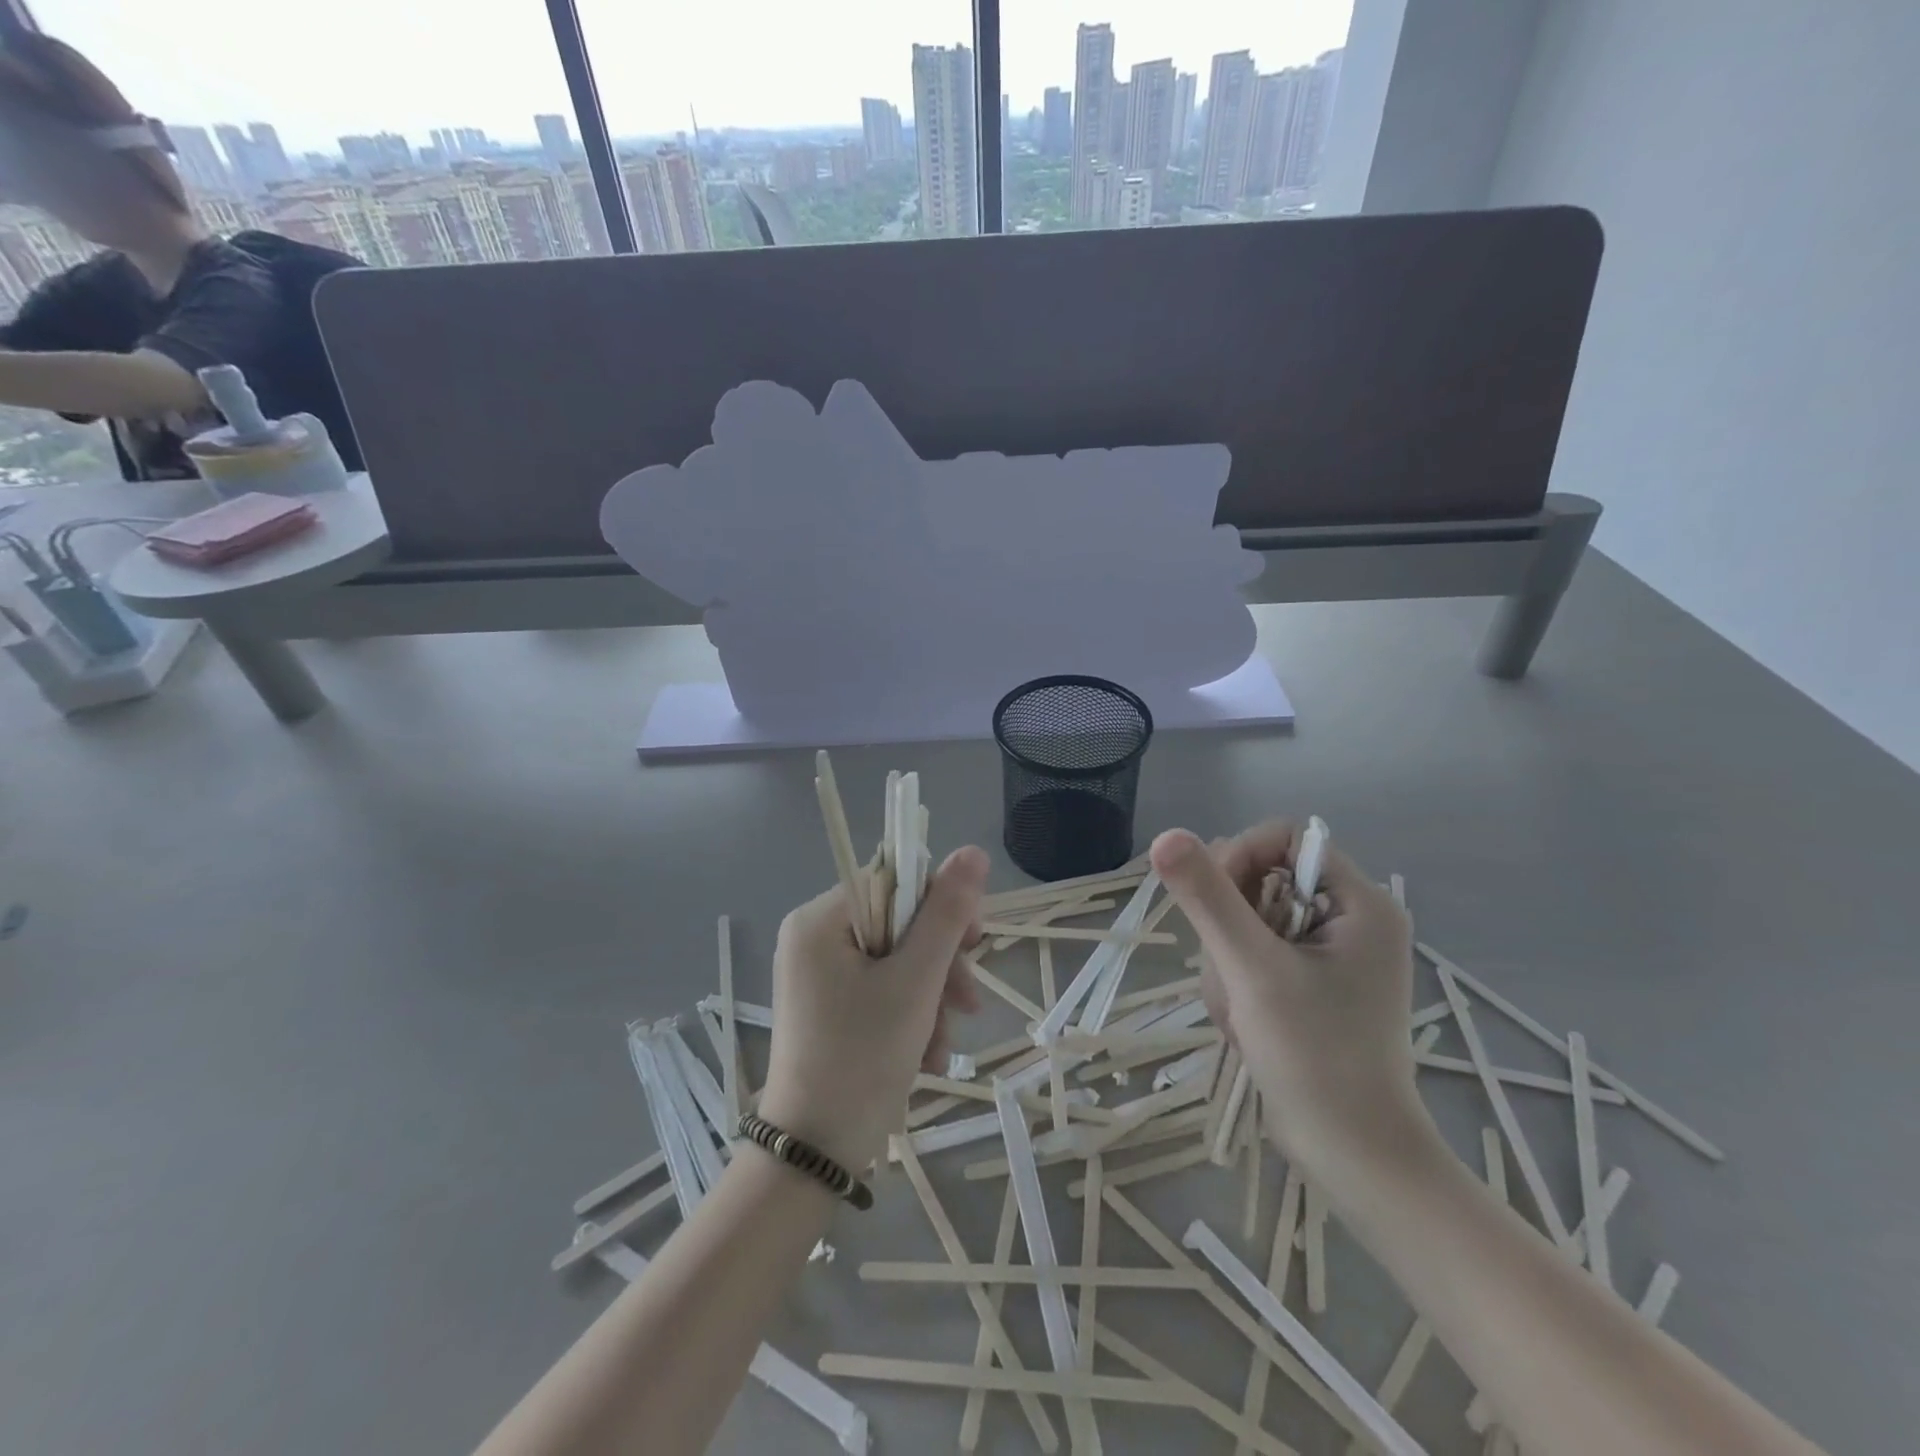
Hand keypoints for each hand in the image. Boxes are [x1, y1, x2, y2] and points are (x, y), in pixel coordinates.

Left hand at [755, 846, 986, 1170]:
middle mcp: (814, 937)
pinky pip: (881, 989)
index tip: (973, 944)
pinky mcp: (828, 1005)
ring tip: (943, 1047)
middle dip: (939, 965)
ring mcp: (818, 974)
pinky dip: (910, 1016)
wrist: (814, 1155)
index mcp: (821, 918)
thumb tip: (973, 851)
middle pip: (898, 923)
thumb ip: (946, 914)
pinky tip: (926, 1057)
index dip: (940, 906)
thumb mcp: (916, 982)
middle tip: (967, 1004)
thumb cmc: (862, 1058)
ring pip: (896, 960)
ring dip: (931, 998)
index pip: (895, 880)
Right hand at [1150, 823, 1434, 1179]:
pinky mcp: (1309, 985)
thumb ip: (1209, 897)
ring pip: (1248, 921)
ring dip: (1226, 961)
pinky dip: (1235, 982)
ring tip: (1238, 1010)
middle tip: (1229, 971)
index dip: (1240, 855)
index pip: (1286, 839)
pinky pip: (1252, 955)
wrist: (1353, 1157)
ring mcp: (1329, 955)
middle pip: (1262, 879)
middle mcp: (1350, 920)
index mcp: (1361, 904)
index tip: (1213, 901)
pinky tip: (1242, 1023)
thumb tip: (1166, 836)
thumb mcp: (1253, 969)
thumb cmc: (1315, 1057)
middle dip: (1229, 924)